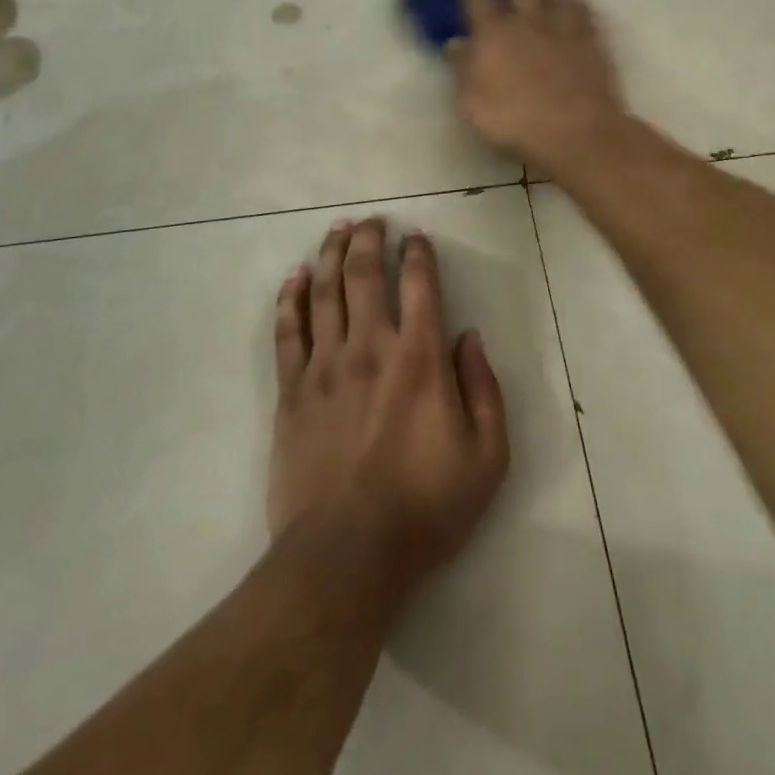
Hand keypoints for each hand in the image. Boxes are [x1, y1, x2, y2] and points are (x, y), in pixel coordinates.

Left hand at [268, 220, 508, 594]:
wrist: (347, 554)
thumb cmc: (425, 507)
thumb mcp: (487, 457)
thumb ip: (484, 389)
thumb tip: (468, 338)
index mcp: (419, 359)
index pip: (420, 285)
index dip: (418, 253)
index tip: (416, 237)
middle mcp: (370, 347)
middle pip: (364, 274)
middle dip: (369, 239)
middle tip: (371, 220)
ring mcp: (325, 366)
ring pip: (324, 292)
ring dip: (330, 255)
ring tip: (336, 231)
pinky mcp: (291, 391)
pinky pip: (288, 331)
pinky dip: (291, 298)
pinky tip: (294, 277)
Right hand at [448, 0, 625, 169]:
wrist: (575, 132)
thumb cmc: (515, 123)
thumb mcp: (472, 103)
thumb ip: (463, 69)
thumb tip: (455, 42)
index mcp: (493, 37)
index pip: (478, 0)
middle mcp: (527, 25)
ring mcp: (562, 31)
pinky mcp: (591, 44)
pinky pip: (583, 12)